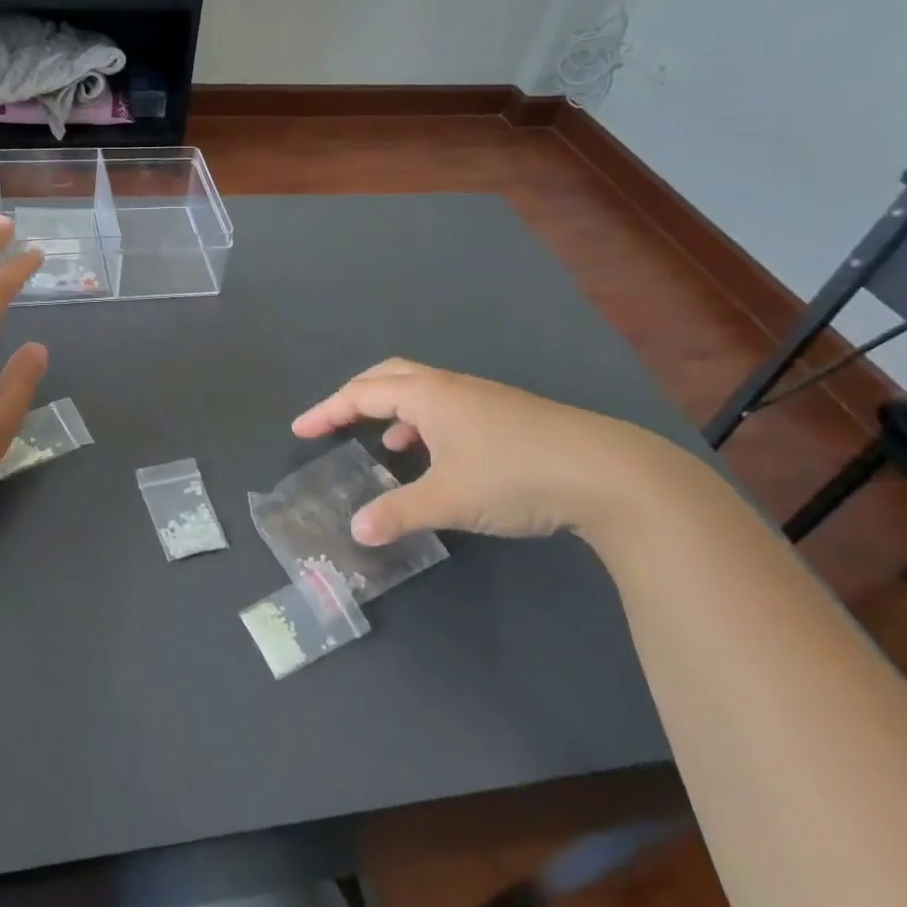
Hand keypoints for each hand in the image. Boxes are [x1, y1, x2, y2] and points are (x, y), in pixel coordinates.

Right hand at [291, 358, 703, 546]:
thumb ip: (398, 512)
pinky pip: (445, 409)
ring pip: (420, 392)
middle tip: (332, 421)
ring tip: (380, 445)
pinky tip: (433, 457)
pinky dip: (422, 425)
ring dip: (391, 411)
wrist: (607, 473)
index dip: (327, 411)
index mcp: (428, 395)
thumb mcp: (449, 498)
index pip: (362, 393)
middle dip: (355, 396)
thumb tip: (357, 530)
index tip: (300, 429)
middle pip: (388, 376)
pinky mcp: (505, 416)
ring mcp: (481, 399)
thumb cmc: (515, 475)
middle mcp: (450, 387)